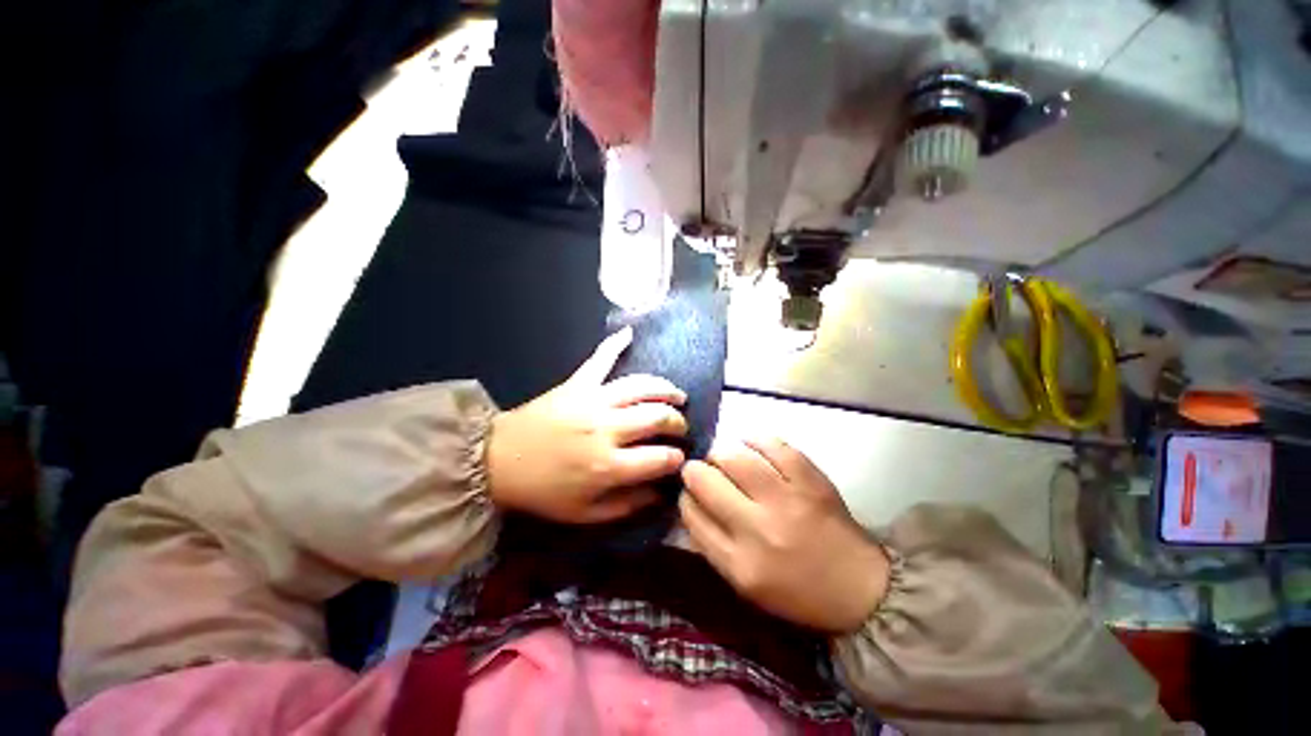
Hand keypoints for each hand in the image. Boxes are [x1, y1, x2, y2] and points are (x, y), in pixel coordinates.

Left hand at [486, 328, 688, 523]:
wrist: (497, 461)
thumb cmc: (543, 491)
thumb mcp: (585, 513)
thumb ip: (627, 505)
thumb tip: (661, 493)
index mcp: (609, 465)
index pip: (661, 458)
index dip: (677, 459)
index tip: (680, 459)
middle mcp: (607, 428)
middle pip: (657, 417)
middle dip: (677, 422)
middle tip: (679, 426)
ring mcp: (593, 400)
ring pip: (641, 386)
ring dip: (665, 389)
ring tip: (677, 395)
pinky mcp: (577, 383)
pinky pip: (600, 360)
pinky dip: (614, 344)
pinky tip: (630, 333)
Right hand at [679, 438, 889, 632]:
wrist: (859, 588)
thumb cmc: (797, 591)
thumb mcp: (745, 583)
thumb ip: (712, 544)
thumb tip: (691, 502)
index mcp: (739, 562)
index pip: (691, 514)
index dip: (685, 496)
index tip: (689, 491)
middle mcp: (758, 529)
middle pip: (705, 480)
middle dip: (694, 469)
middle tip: (702, 469)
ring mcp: (786, 499)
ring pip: (733, 457)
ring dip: (720, 452)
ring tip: (723, 457)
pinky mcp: (810, 479)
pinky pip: (772, 445)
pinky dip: (754, 440)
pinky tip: (749, 444)